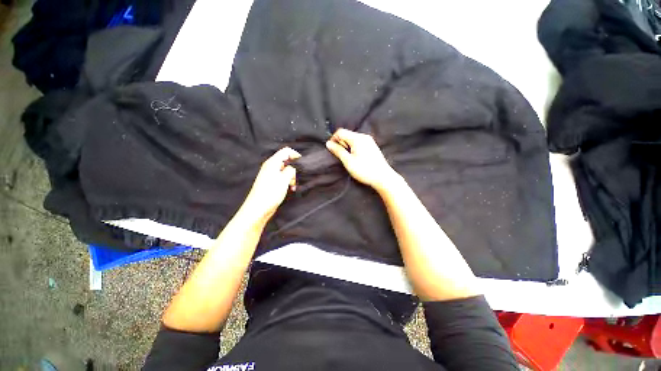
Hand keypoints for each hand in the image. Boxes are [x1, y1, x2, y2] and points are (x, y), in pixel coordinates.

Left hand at [239, 147, 300, 222]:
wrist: (258, 209)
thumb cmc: (270, 193)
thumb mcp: (284, 179)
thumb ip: (291, 169)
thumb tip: (295, 166)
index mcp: (272, 163)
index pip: (286, 151)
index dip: (295, 155)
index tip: (303, 164)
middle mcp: (271, 167)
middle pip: (286, 161)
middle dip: (295, 169)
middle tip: (297, 178)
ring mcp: (270, 175)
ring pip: (286, 171)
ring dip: (292, 177)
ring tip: (293, 186)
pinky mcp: (271, 183)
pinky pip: (283, 178)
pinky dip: (288, 182)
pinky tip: (290, 189)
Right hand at [326, 129, 398, 191]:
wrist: (383, 177)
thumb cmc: (365, 170)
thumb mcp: (348, 161)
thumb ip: (338, 151)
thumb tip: (328, 143)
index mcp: (357, 138)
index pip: (340, 132)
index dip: (333, 139)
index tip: (332, 150)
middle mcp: (364, 136)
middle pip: (347, 135)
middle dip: (341, 143)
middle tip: (342, 156)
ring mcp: (369, 141)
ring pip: (353, 139)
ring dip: (347, 146)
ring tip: (349, 159)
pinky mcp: (372, 146)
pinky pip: (359, 143)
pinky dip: (354, 148)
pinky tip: (356, 158)